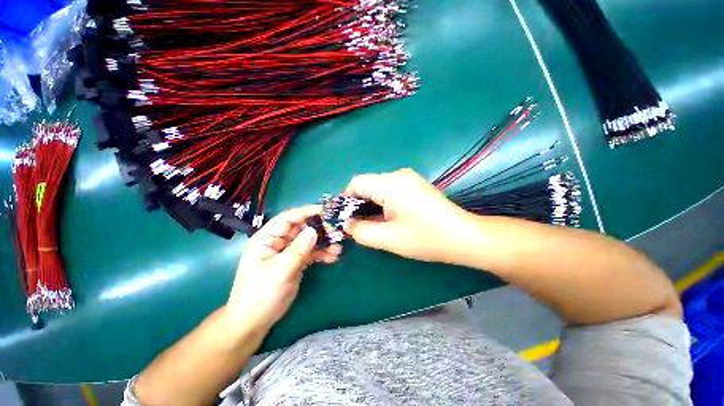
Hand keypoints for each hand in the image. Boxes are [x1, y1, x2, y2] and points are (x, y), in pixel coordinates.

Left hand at [226, 205, 341, 332]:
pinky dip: (322, 254)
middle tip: (337, 231)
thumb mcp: (279, 271)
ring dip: (324, 242)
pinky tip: (333, 257)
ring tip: (338, 248)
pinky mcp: (296, 261)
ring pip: (309, 240)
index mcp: (268, 237)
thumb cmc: (260, 294)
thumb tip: (314, 230)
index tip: (327, 210)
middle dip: (320, 228)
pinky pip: (312, 253)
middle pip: (302, 228)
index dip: (307, 211)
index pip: (289, 218)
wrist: (254, 322)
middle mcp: (279, 241)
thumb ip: (298, 250)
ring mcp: (289, 251)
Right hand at [342, 168, 468, 262]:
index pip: (357, 183)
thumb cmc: (425, 238)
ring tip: (376, 223)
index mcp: (390, 184)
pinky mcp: (416, 184)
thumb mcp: (387, 238)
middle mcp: (399, 174)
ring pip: (379, 186)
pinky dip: (384, 201)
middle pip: (368, 184)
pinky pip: (391, 188)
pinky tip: (390, 216)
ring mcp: (409, 177)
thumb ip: (360, 231)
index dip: (346, 199)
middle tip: (360, 224)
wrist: (463, 236)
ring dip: (372, 203)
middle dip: (359, 203)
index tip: (347, 218)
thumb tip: (347, 224)